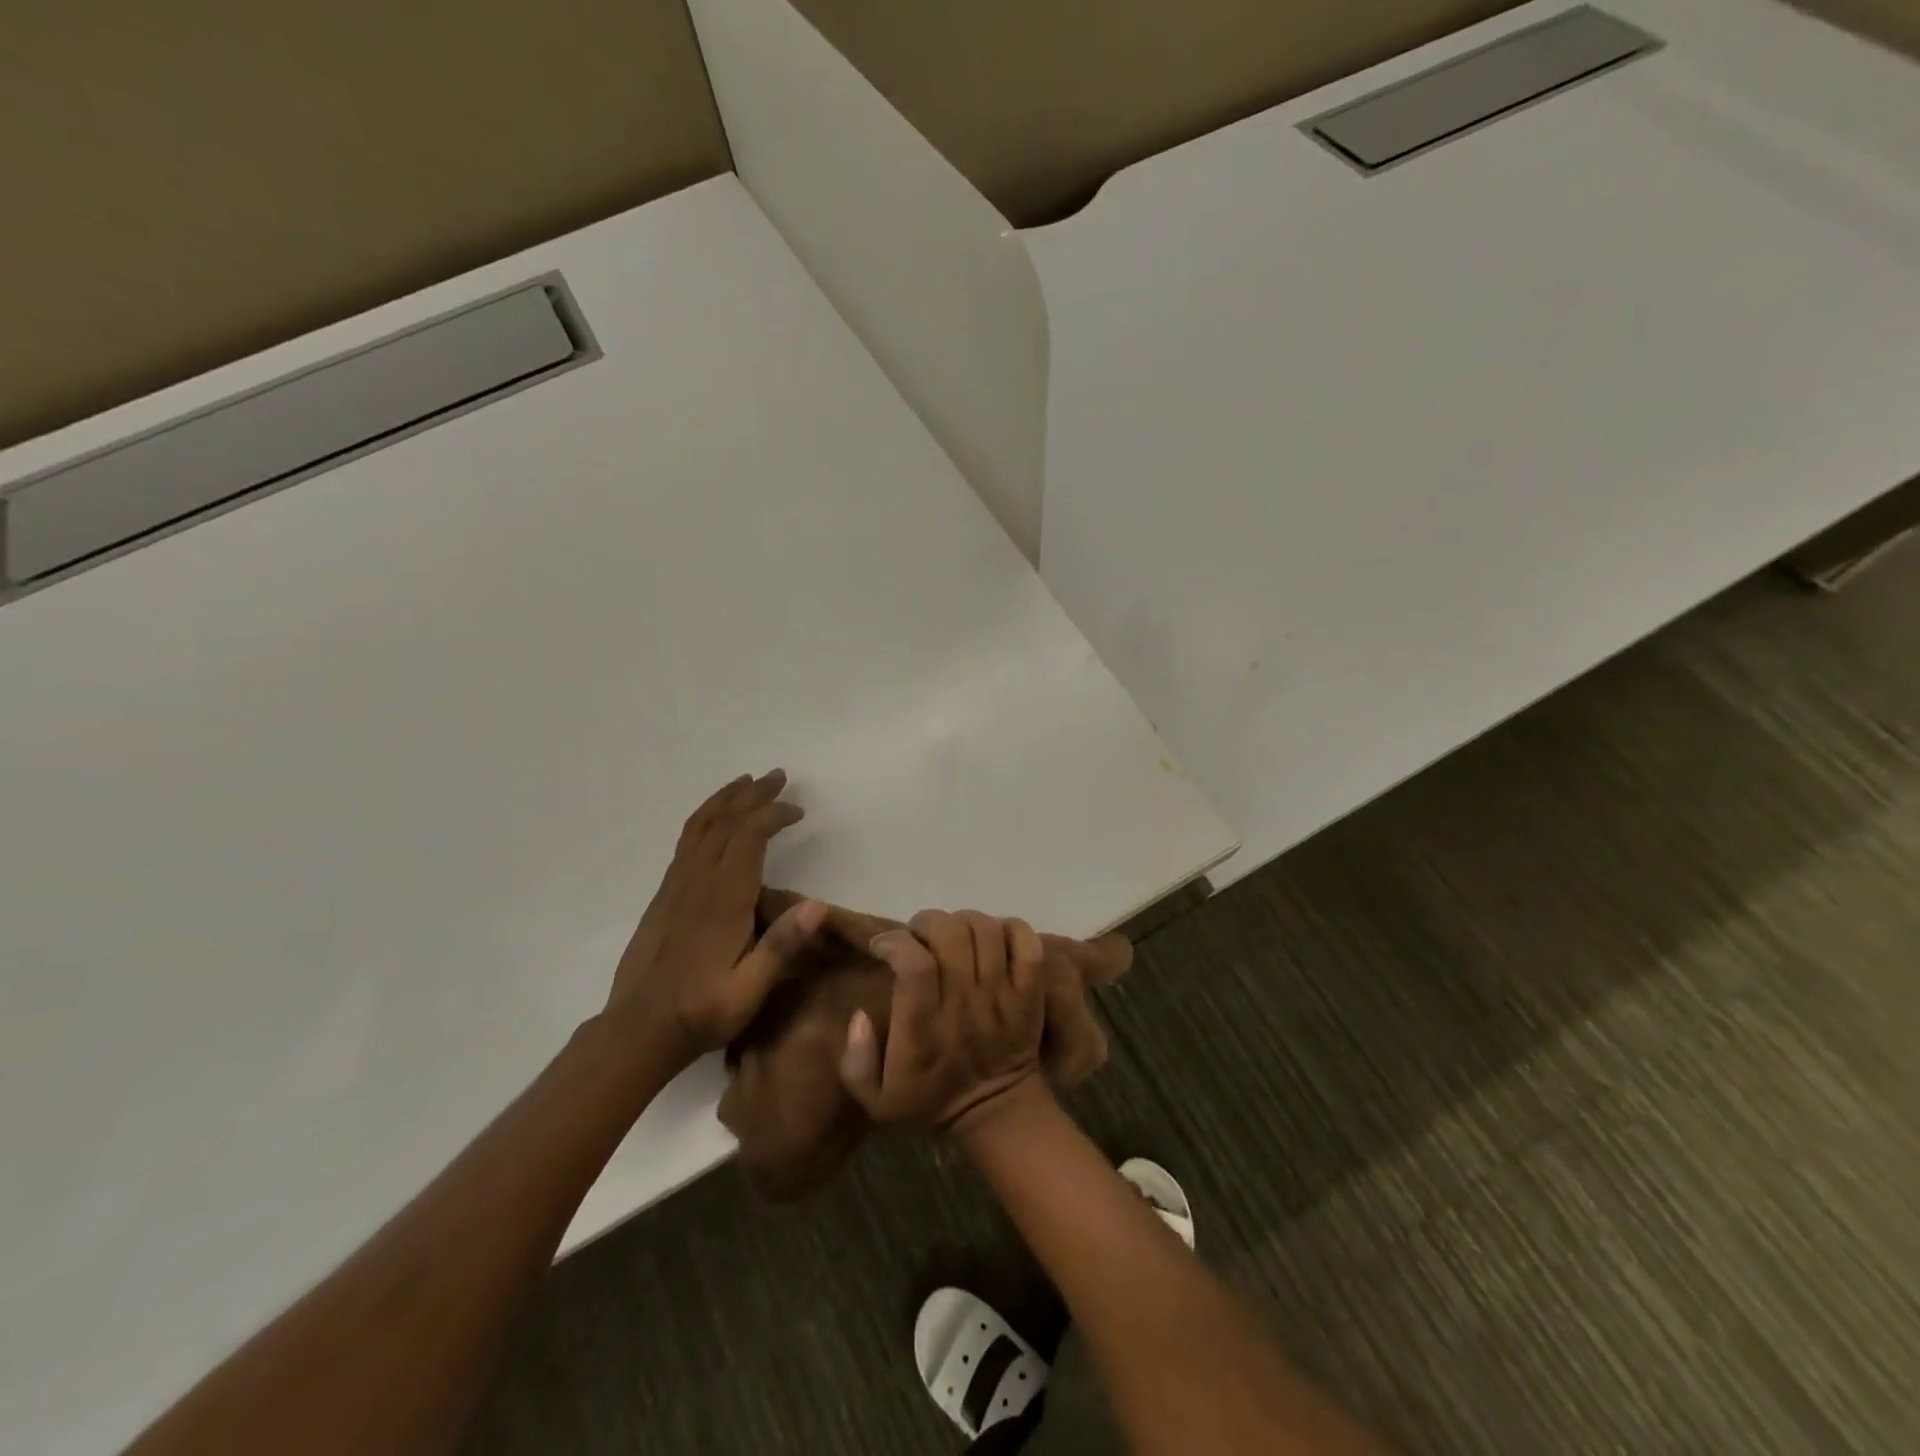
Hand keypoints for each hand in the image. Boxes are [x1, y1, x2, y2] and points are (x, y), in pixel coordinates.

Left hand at [605, 770, 825, 1075]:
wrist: (638, 1029)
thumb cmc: (702, 1011)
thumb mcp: (750, 989)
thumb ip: (782, 946)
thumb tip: (819, 906)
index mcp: (723, 899)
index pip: (748, 837)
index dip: (773, 814)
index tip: (798, 810)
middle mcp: (697, 882)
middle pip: (725, 822)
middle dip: (753, 794)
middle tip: (778, 776)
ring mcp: (676, 885)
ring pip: (700, 826)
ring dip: (726, 799)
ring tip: (746, 782)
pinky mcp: (664, 895)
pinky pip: (686, 841)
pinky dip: (705, 818)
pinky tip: (715, 820)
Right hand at [838, 910, 1046, 1132]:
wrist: (994, 1114)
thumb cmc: (929, 1100)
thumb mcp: (876, 1098)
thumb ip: (856, 1060)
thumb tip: (860, 1016)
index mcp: (924, 1027)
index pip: (914, 963)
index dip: (895, 942)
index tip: (883, 945)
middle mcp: (964, 1004)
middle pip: (951, 934)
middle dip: (927, 922)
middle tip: (918, 935)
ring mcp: (1002, 996)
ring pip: (987, 931)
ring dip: (964, 920)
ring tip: (952, 934)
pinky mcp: (1029, 993)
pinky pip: (1028, 945)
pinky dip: (1011, 928)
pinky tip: (992, 937)